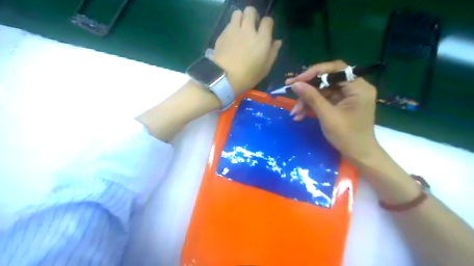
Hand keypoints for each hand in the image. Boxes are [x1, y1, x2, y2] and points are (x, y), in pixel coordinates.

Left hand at [214, 6, 280, 95]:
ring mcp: (233, 30)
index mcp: (261, 39)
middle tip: (252, 27)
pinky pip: (229, 24)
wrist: (224, 78)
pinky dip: (232, 28)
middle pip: (251, 11)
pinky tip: (232, 39)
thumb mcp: (265, 68)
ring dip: (241, 19)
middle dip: (253, 16)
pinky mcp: (222, 34)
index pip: (267, 21)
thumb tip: (277, 42)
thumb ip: (273, 53)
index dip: (267, 24)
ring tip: (241, 29)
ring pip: (238, 13)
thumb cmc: (248, 76)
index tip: (266, 31)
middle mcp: (248, 30)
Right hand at [285, 60, 379, 162]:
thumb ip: (312, 98)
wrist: (358, 155)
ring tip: (295, 113)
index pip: (335, 69)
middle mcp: (355, 87)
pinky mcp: (341, 103)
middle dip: (308, 89)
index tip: (297, 80)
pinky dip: (312, 106)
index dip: (314, 72)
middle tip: (290, 90)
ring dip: (307, 100)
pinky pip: (323, 99)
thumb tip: (295, 84)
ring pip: (323, 90)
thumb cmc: (347, 137)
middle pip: (327, 80)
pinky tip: (300, 115)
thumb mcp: (327, 116)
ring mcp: (347, 96)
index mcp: (358, 87)